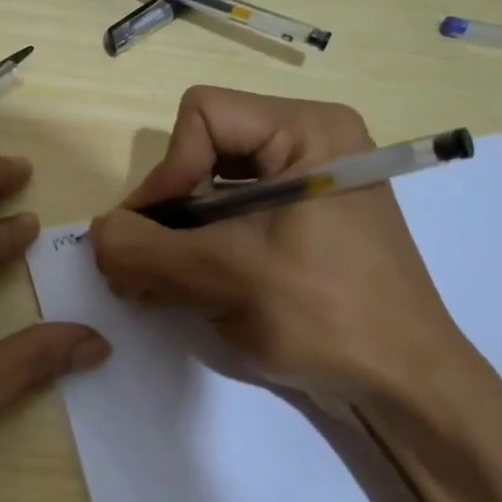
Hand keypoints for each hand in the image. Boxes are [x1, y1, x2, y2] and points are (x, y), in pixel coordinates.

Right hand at [90, 88, 476, 405]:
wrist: (404, 386)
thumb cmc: (325, 315)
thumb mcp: (223, 276)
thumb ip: (144, 249)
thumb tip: (96, 235)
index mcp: (308, 131)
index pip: (203, 116)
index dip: (167, 171)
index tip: (152, 234)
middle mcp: (308, 146)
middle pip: (202, 151)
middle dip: (165, 210)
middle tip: (138, 266)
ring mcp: (305, 188)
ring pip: (209, 189)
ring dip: (174, 236)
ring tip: (151, 284)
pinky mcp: (299, 226)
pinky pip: (231, 219)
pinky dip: (197, 249)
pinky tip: (179, 288)